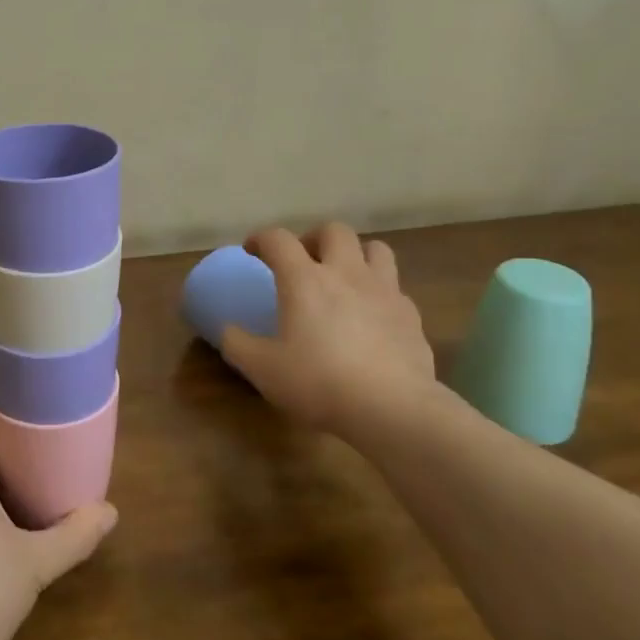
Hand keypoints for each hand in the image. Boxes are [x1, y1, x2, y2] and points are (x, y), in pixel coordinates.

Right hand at [222, 223, 437, 440]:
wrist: (392, 408)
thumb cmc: (318, 382)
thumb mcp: (262, 369)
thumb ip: (237, 344)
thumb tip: (227, 330)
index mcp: (304, 279)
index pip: (278, 239)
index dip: (261, 239)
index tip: (251, 251)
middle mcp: (346, 273)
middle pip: (334, 231)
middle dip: (314, 238)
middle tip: (303, 261)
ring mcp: (384, 291)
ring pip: (375, 249)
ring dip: (356, 255)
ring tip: (343, 278)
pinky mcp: (411, 315)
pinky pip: (395, 288)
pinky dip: (379, 292)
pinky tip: (371, 316)